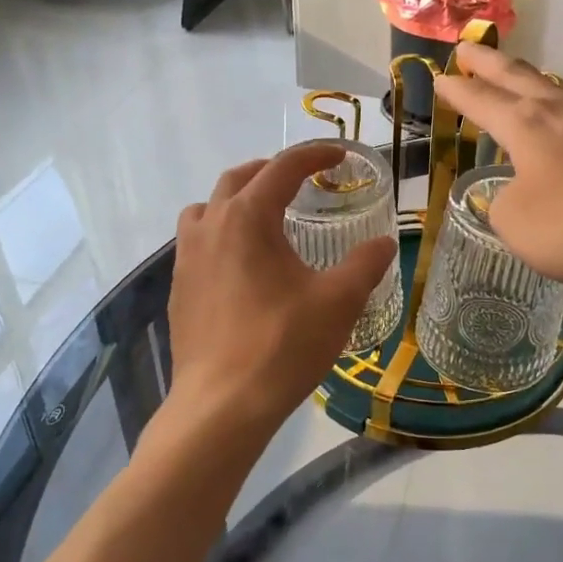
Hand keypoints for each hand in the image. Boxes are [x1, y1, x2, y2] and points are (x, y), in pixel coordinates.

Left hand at [158, 143, 396, 452]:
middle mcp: (210, 226)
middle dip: (272, 171)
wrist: (221, 406)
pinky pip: (197, 242)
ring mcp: (186, 258)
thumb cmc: (282, 345)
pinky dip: (221, 233)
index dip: (314, 155)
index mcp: (248, 218)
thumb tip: (383, 243)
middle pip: (239, 179)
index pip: (283, 168)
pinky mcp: (179, 289)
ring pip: (208, 208)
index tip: (340, 156)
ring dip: (237, 200)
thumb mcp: (338, 301)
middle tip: (302, 181)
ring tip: (265, 217)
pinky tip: (244, 266)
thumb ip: (365, 264)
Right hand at [432, 44, 562, 301]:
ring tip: (533, 89)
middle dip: (488, 63)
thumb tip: (517, 190)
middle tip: (467, 48)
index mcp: (527, 125)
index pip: (480, 101)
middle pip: (518, 76)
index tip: (440, 78)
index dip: (456, 91)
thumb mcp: (515, 225)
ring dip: (541, 86)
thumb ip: (504, 202)